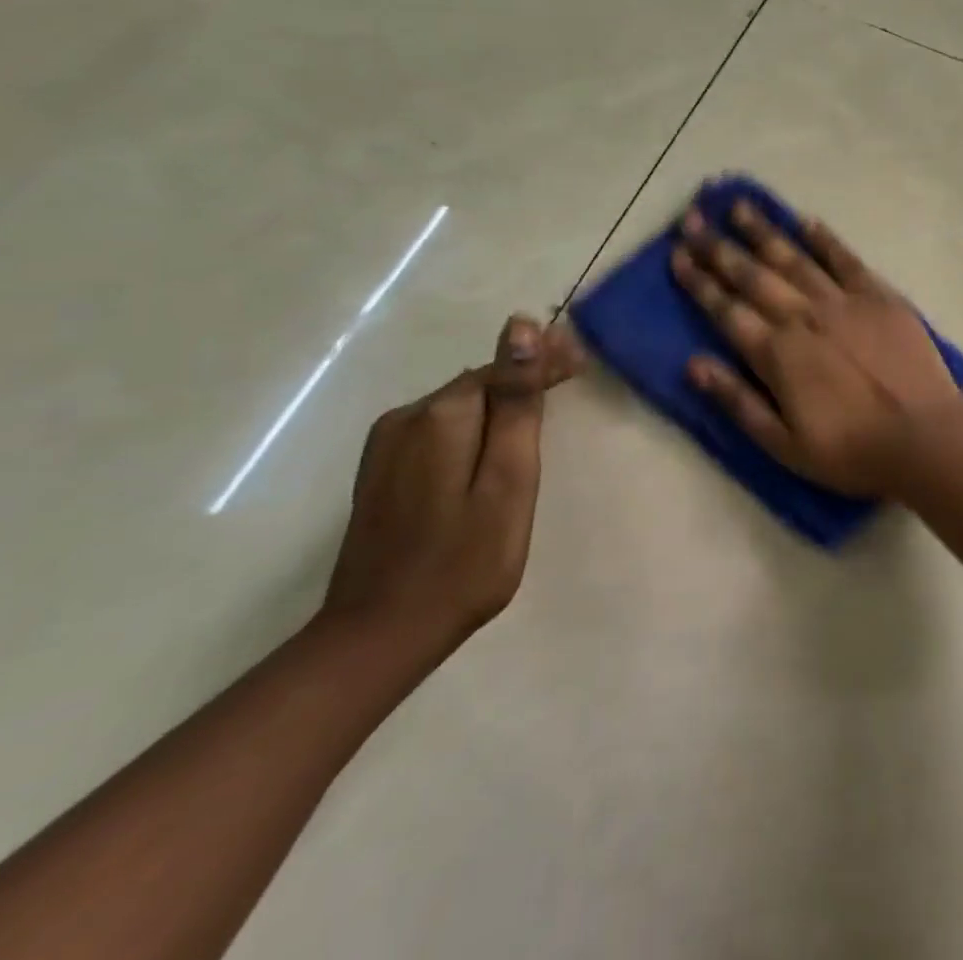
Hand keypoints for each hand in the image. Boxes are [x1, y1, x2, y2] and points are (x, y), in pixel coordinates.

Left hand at [322, 314, 584, 653]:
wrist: (379, 636)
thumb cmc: (465, 562)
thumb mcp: (509, 480)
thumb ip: (517, 403)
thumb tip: (520, 327)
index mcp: (442, 415)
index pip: (503, 366)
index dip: (543, 361)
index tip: (582, 362)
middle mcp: (407, 417)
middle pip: (479, 383)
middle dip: (524, 381)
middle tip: (572, 381)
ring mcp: (386, 445)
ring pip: (459, 407)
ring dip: (499, 406)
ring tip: (538, 418)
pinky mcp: (380, 472)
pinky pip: (439, 431)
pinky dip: (473, 430)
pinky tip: (490, 451)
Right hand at [670, 198, 962, 496]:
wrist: (923, 437)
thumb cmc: (850, 450)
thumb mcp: (782, 444)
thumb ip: (737, 401)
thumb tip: (693, 364)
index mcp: (777, 353)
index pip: (726, 309)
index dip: (699, 281)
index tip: (677, 254)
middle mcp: (803, 317)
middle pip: (753, 275)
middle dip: (718, 247)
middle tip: (693, 218)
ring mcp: (844, 301)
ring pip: (794, 258)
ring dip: (763, 231)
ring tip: (738, 205)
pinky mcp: (880, 296)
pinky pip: (846, 260)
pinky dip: (824, 239)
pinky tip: (805, 220)